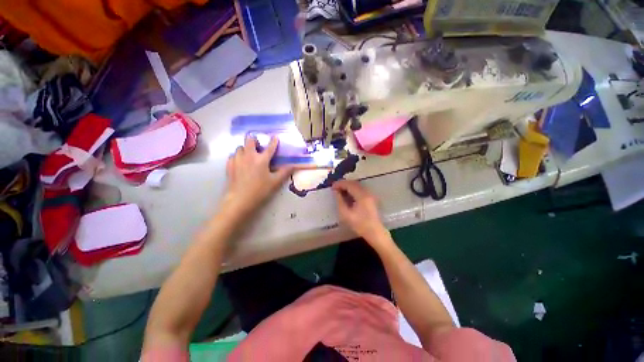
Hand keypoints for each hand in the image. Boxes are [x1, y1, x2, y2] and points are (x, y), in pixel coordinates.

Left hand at [223, 135, 292, 217]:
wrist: (240, 200)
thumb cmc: (260, 191)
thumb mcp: (275, 182)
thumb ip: (284, 172)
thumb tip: (293, 165)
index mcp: (261, 160)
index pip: (269, 147)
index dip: (273, 141)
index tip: (275, 137)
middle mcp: (249, 156)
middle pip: (249, 140)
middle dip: (254, 140)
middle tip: (258, 146)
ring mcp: (237, 160)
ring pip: (240, 147)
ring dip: (245, 148)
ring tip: (249, 155)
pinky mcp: (229, 165)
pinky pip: (233, 155)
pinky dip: (237, 156)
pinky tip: (240, 162)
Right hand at [332, 180, 387, 241]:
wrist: (375, 232)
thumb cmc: (360, 225)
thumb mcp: (346, 214)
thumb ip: (340, 201)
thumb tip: (336, 191)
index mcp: (361, 196)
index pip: (349, 185)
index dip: (340, 184)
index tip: (332, 187)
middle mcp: (367, 192)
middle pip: (354, 183)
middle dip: (343, 184)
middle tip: (335, 188)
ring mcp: (370, 194)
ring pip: (357, 185)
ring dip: (348, 186)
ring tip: (339, 191)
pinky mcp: (371, 198)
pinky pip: (360, 189)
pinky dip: (353, 189)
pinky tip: (348, 194)